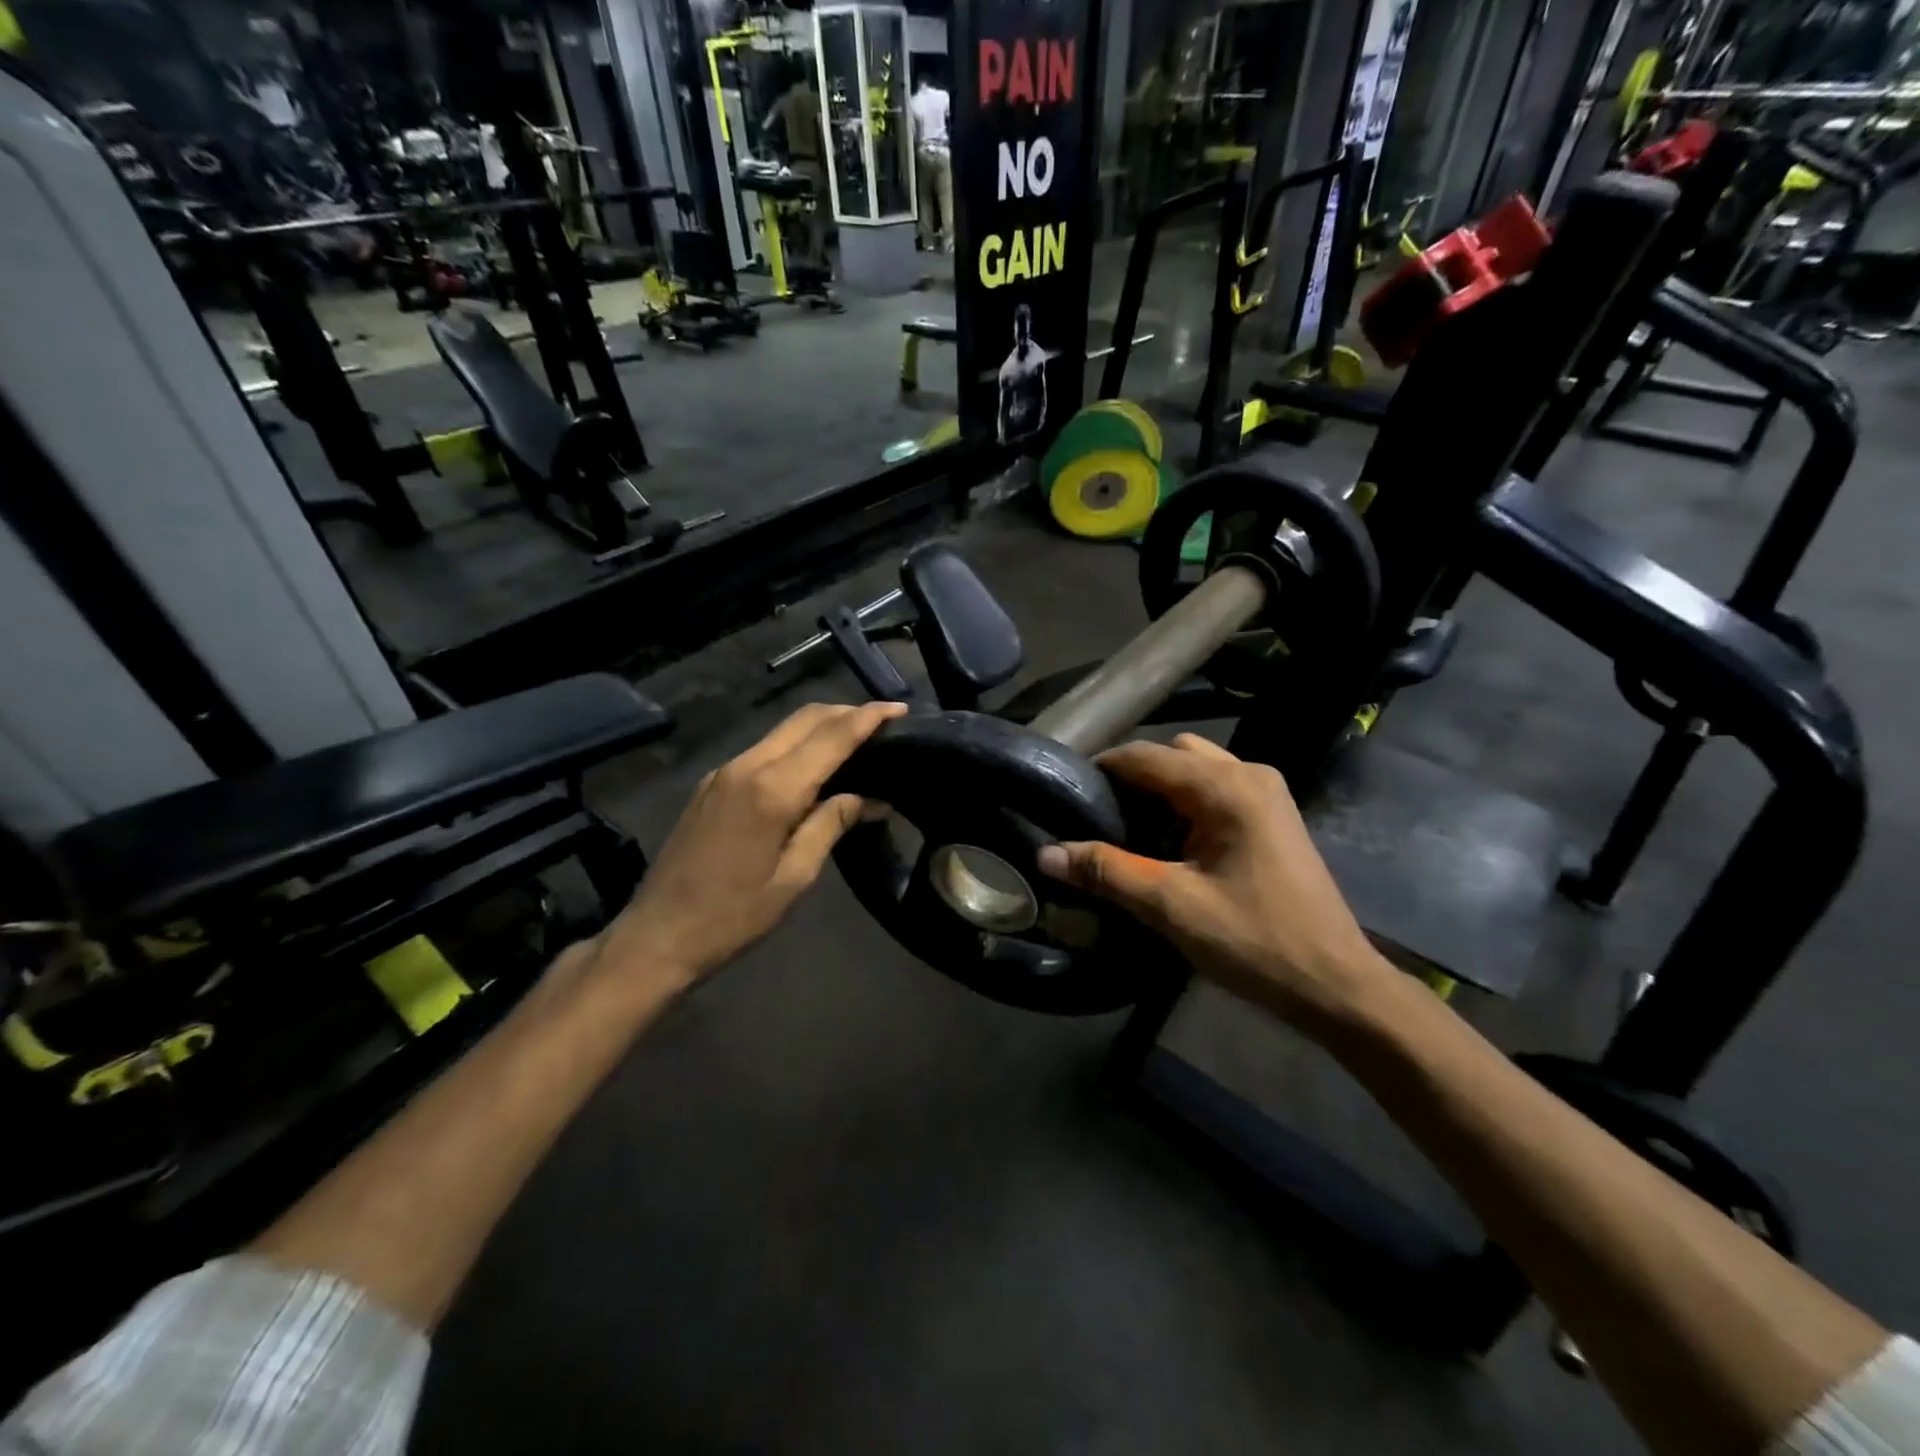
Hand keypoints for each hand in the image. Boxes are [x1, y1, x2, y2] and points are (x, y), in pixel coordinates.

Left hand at [603, 701, 907, 980]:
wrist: (657, 935)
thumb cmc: (733, 915)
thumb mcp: (795, 876)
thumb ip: (830, 825)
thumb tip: (870, 798)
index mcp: (771, 789)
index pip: (830, 738)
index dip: (867, 718)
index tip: (899, 709)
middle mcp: (746, 766)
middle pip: (804, 719)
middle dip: (846, 712)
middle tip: (883, 723)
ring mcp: (724, 772)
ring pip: (782, 731)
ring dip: (821, 727)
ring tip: (856, 742)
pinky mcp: (712, 784)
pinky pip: (764, 749)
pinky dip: (796, 745)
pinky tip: (813, 767)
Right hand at [1037, 734, 1395, 1032]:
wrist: (1336, 983)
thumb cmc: (1255, 941)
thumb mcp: (1172, 906)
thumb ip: (1108, 872)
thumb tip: (1046, 854)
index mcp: (1226, 787)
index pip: (1145, 757)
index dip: (1101, 769)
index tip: (1065, 793)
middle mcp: (1250, 774)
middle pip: (1173, 754)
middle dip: (1132, 777)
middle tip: (1098, 814)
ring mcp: (1268, 793)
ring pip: (1196, 769)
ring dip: (1161, 789)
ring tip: (1128, 828)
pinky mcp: (1273, 815)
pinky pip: (1216, 788)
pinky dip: (1185, 802)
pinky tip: (1169, 842)